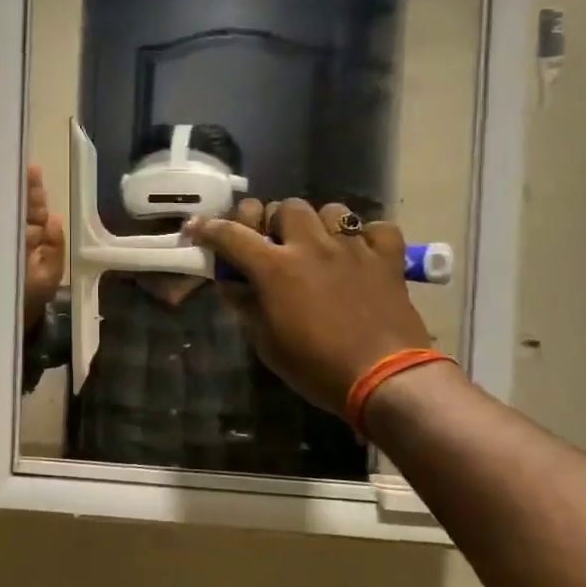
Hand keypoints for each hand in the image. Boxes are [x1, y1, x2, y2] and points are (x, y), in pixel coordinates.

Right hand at [22, 163, 66, 327]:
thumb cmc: (26, 303)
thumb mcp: (46, 278)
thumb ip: (54, 250)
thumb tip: (55, 218)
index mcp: (34, 246)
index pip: (35, 213)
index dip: (34, 193)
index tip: (30, 169)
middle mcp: (13, 242)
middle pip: (15, 209)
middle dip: (15, 187)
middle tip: (9, 162)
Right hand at [190, 199, 433, 415]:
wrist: (385, 379)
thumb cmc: (316, 367)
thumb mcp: (266, 342)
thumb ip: (245, 305)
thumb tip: (230, 282)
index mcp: (275, 267)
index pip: (232, 234)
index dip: (209, 228)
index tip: (198, 228)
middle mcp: (312, 246)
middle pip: (286, 206)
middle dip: (274, 220)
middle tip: (272, 243)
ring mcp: (353, 248)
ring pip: (331, 210)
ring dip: (318, 223)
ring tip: (318, 245)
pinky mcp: (387, 259)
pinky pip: (377, 229)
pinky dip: (367, 237)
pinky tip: (360, 254)